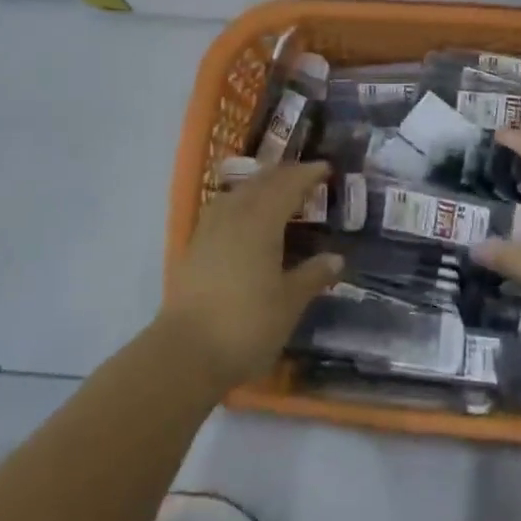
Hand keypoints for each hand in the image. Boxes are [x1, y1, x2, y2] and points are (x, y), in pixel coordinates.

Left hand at [159, 161, 343, 391]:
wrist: (185, 352)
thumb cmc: (246, 325)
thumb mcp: (289, 303)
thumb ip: (312, 276)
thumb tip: (335, 258)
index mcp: (261, 221)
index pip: (287, 185)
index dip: (307, 174)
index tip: (326, 168)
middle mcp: (233, 215)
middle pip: (261, 183)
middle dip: (284, 174)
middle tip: (305, 176)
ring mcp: (209, 229)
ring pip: (238, 193)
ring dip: (260, 185)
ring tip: (276, 191)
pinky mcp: (194, 247)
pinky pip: (223, 209)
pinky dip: (241, 203)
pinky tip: (244, 218)